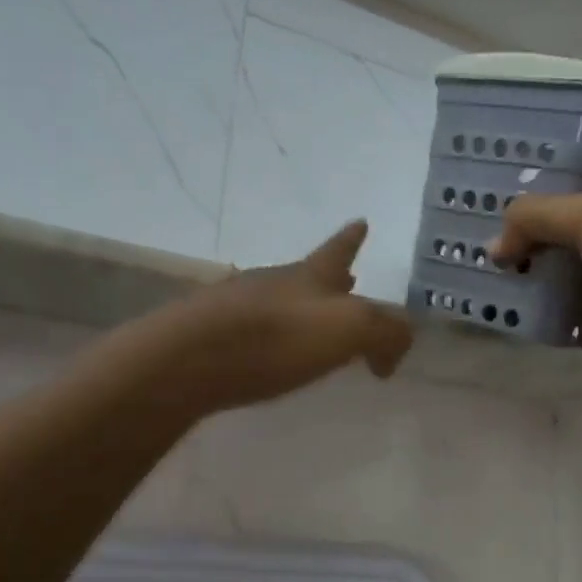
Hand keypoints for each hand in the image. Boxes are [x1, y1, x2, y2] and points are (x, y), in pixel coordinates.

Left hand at [155, 221, 412, 413]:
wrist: (187, 360)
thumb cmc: (276, 338)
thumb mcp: (350, 329)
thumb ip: (386, 333)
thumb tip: (394, 349)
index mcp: (310, 276)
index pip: (339, 250)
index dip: (353, 239)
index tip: (361, 220)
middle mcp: (274, 283)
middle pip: (310, 275)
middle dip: (334, 278)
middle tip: (350, 280)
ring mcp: (239, 307)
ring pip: (282, 302)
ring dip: (305, 309)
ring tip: (318, 327)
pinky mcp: (212, 338)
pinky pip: (257, 331)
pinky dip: (277, 338)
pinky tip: (275, 355)